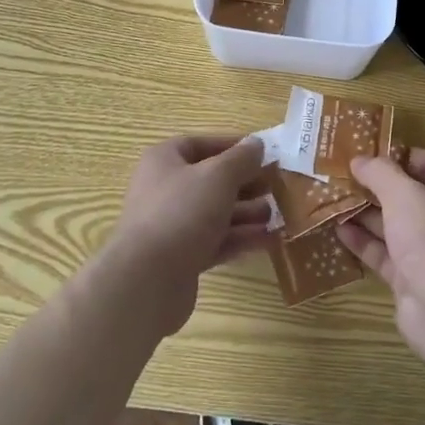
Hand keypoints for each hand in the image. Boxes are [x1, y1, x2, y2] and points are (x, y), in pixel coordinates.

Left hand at [99, 134, 273, 335]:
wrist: (147, 280)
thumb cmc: (182, 212)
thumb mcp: (218, 176)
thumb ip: (240, 159)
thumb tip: (256, 144)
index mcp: (165, 161)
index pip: (201, 144)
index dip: (232, 145)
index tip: (263, 152)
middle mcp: (165, 189)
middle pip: (211, 180)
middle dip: (245, 183)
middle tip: (277, 185)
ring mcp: (172, 226)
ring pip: (215, 213)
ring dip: (247, 213)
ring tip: (277, 214)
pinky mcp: (181, 258)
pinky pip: (215, 241)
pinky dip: (240, 239)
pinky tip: (269, 240)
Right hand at [338, 148, 424, 366]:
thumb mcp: (403, 194)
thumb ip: (380, 173)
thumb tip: (360, 160)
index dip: (398, 154)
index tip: (366, 150)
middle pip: (406, 194)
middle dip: (375, 185)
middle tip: (341, 173)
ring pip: (391, 224)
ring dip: (364, 212)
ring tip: (332, 198)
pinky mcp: (409, 277)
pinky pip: (382, 253)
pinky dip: (362, 241)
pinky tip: (337, 229)